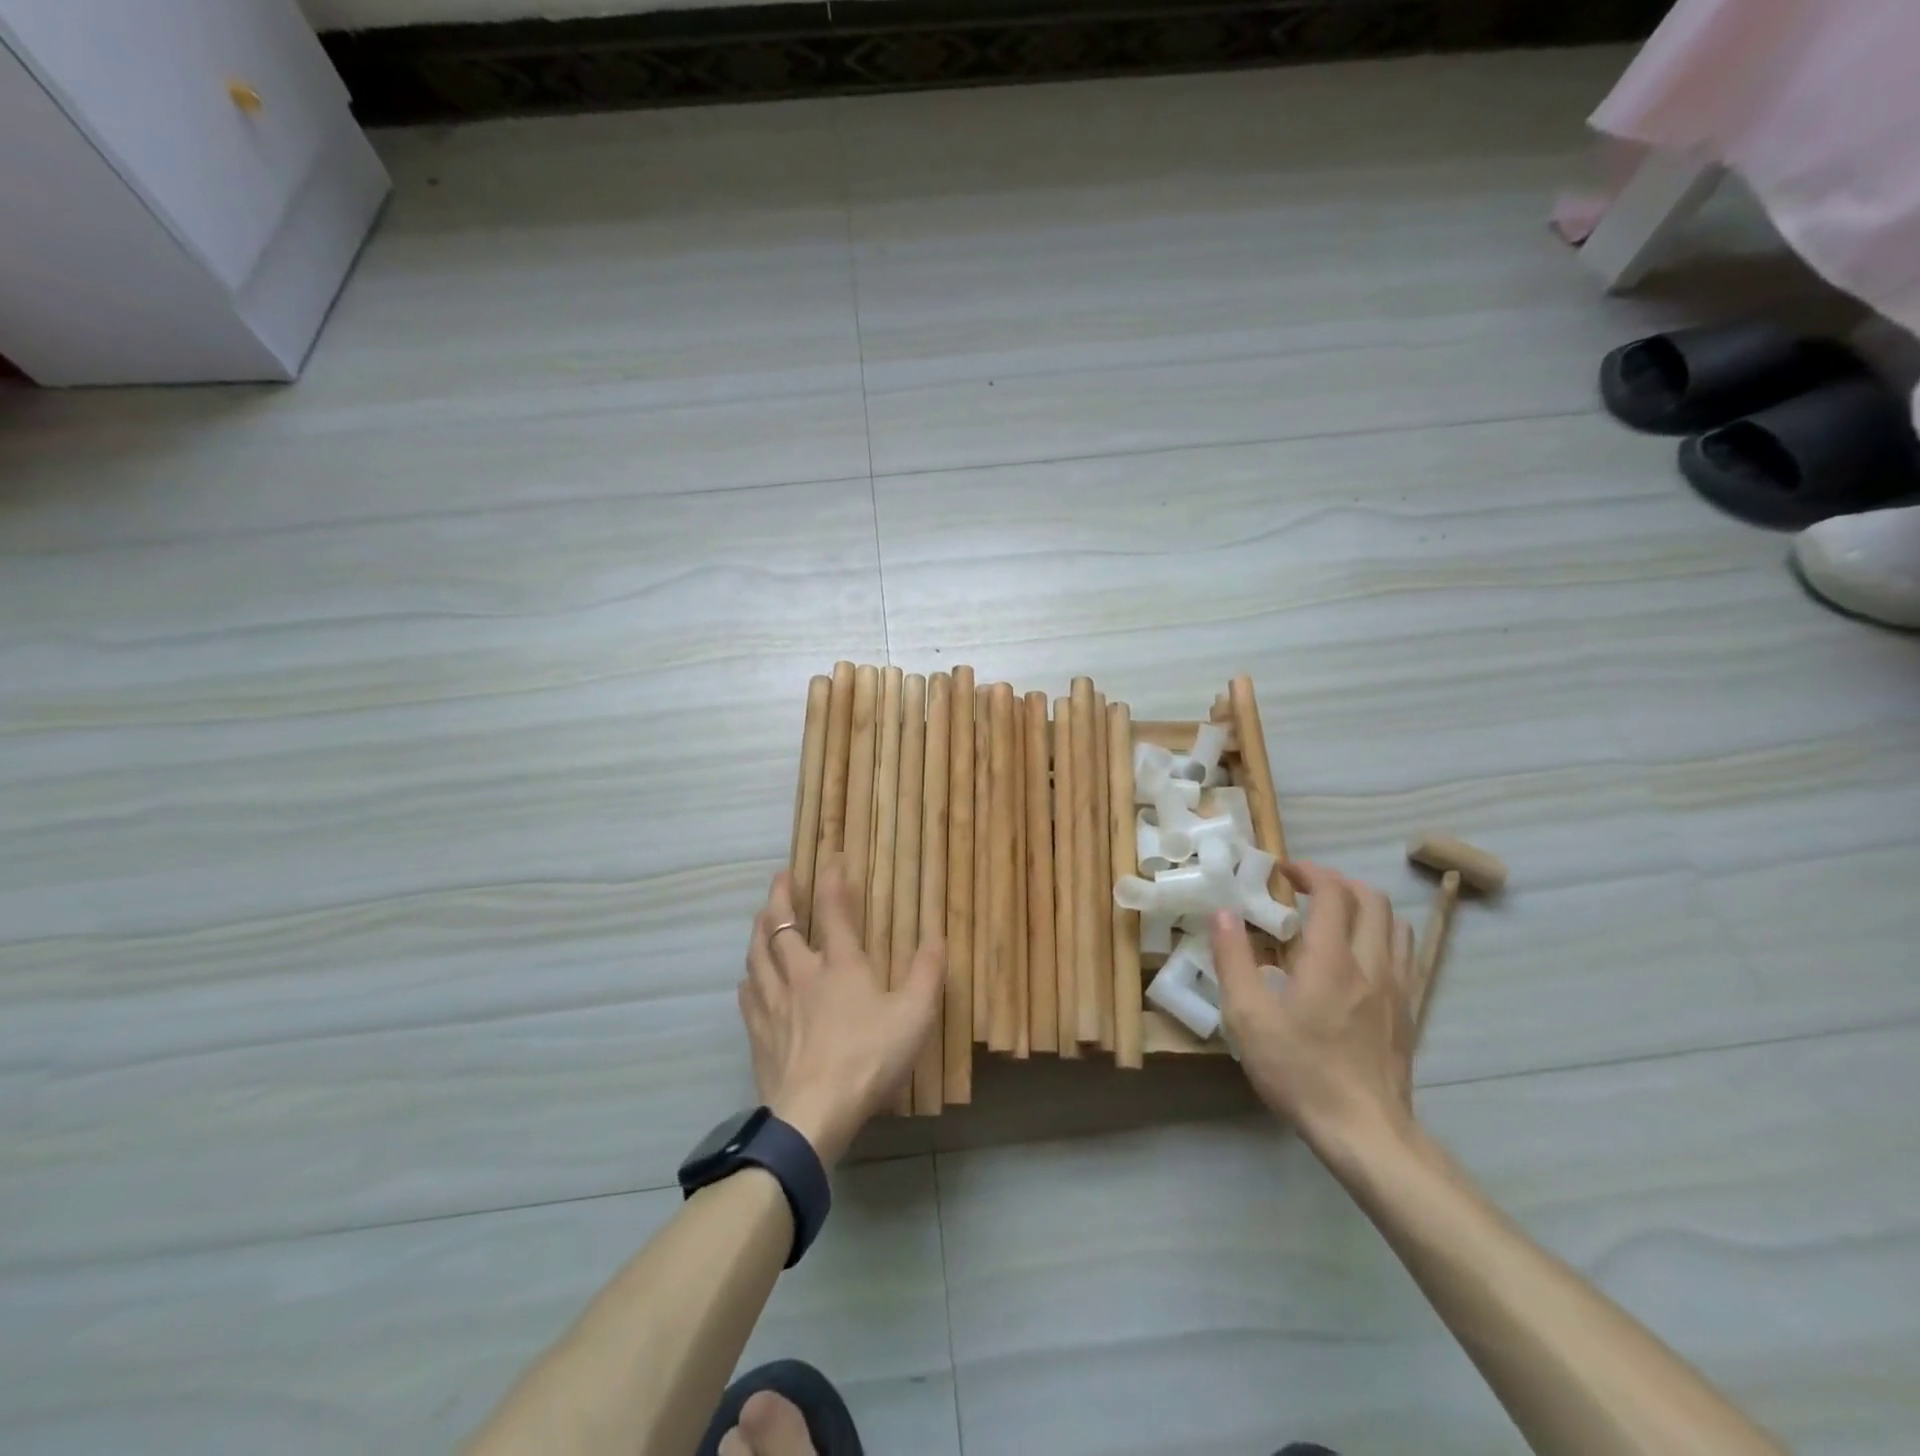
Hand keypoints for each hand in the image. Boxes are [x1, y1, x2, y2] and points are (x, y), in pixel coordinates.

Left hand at [738, 856, 944, 1165]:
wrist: (813, 1114)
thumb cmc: (869, 1059)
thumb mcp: (914, 1016)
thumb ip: (928, 973)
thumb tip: (937, 935)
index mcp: (840, 965)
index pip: (833, 911)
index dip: (832, 881)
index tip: (832, 859)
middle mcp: (801, 974)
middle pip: (782, 925)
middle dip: (782, 896)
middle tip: (782, 876)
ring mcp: (775, 1004)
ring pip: (758, 954)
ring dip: (760, 928)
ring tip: (762, 915)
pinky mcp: (759, 1033)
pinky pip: (748, 994)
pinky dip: (749, 977)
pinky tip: (749, 979)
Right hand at [1210, 860, 1419, 1154]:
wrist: (1365, 1132)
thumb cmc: (1299, 1071)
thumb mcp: (1247, 1017)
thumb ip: (1233, 959)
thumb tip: (1222, 912)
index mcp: (1331, 960)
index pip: (1332, 892)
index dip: (1309, 871)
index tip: (1283, 871)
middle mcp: (1371, 964)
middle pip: (1372, 900)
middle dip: (1339, 882)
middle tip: (1306, 889)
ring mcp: (1398, 989)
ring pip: (1396, 925)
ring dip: (1365, 907)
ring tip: (1334, 917)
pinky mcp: (1409, 1012)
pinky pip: (1405, 955)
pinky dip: (1383, 937)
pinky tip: (1360, 957)